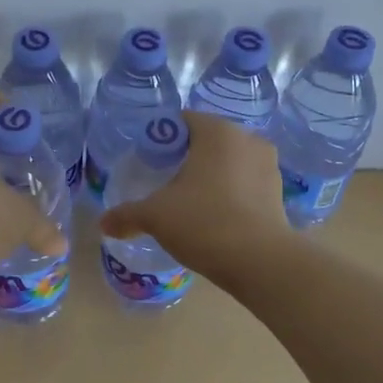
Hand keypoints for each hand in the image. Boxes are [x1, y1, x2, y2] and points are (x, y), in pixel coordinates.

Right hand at [97, 110, 289, 278]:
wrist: (261, 262)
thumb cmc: (204, 222)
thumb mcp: (155, 216)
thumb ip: (127, 215)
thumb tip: (103, 224)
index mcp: (217, 131)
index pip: (182, 121)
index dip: (161, 138)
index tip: (148, 162)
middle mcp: (247, 139)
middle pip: (207, 140)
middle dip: (186, 157)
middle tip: (164, 182)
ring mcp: (268, 166)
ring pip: (229, 162)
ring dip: (211, 175)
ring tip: (190, 202)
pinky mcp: (279, 193)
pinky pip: (246, 183)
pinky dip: (230, 193)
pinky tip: (215, 216)